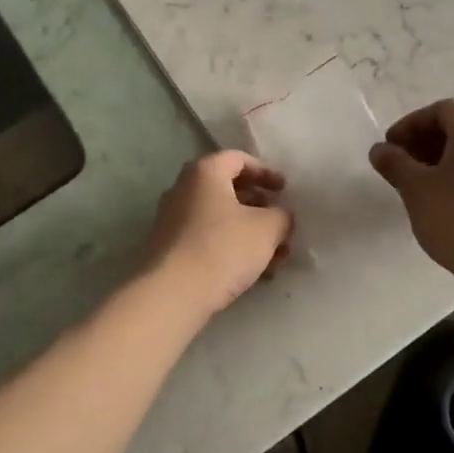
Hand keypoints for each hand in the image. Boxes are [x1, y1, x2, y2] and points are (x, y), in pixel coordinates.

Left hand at [139, 151, 292, 318]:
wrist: (173, 293)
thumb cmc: (222, 248)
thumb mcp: (267, 229)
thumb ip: (281, 216)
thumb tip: (281, 216)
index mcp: (204, 172)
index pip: (239, 159)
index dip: (266, 172)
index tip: (284, 190)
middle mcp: (183, 188)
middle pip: (228, 189)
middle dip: (260, 207)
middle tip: (280, 223)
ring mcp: (172, 218)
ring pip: (220, 217)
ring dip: (249, 232)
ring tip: (275, 256)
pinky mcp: (169, 247)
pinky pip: (206, 237)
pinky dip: (231, 246)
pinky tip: (253, 272)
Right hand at [369, 99, 453, 285]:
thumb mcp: (415, 187)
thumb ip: (394, 162)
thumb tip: (379, 150)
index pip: (441, 109)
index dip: (411, 123)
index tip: (391, 146)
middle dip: (421, 141)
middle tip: (399, 164)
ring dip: (435, 159)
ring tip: (414, 184)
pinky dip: (453, 175)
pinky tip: (437, 200)